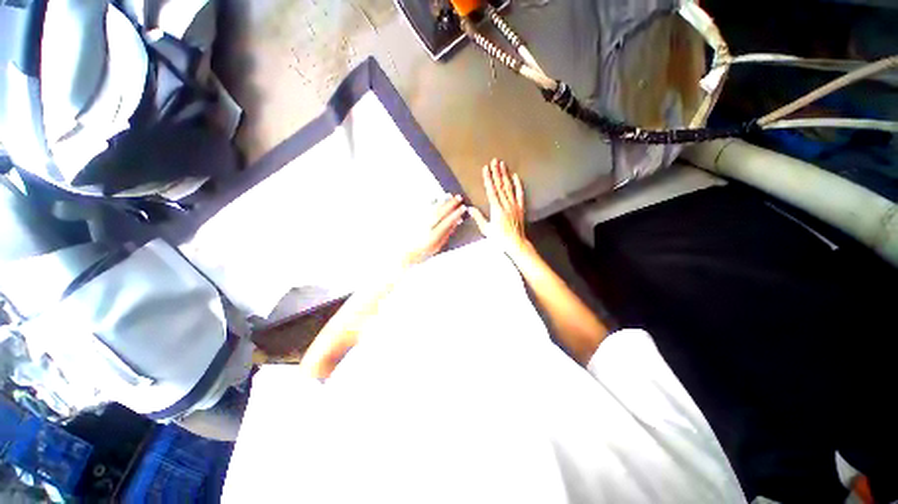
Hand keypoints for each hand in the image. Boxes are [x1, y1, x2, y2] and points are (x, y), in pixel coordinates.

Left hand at [402, 194, 465, 266]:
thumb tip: (454, 224)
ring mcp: (418, 222)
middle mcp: (425, 227)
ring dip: (441, 201)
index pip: (447, 222)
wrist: (403, 253)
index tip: (463, 208)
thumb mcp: (436, 247)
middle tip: (459, 197)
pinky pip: (422, 209)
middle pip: (440, 213)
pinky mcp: (413, 219)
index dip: (456, 214)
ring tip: (448, 195)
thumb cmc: (421, 252)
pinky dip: (430, 202)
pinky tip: (435, 198)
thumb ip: (445, 235)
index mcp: (432, 236)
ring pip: (431, 209)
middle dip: (450, 204)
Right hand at [468, 159, 527, 254]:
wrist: (516, 243)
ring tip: (503, 164)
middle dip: (496, 172)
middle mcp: (506, 204)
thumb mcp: (486, 229)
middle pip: (500, 186)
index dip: (488, 179)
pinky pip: (520, 194)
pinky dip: (518, 184)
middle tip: (495, 161)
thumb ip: (478, 217)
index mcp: (496, 209)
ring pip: (509, 187)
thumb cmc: (499, 238)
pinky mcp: (521, 208)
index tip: (486, 169)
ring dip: (505, 175)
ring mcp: (514, 205)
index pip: (491, 190)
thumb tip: (469, 208)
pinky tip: (516, 176)